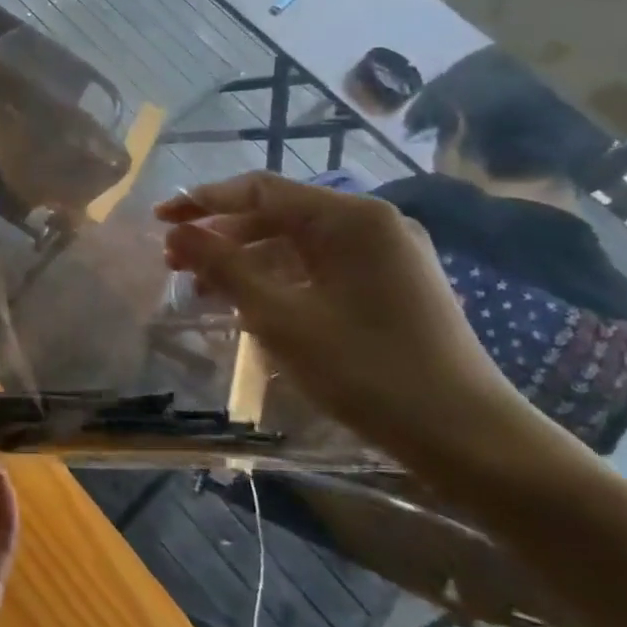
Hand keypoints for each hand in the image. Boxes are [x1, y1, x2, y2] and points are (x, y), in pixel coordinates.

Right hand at [156, 173, 521, 464]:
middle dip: (222, 235)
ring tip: (204, 288)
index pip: (259, 190)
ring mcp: (387, 254)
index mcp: (350, 217)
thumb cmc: (364, 369)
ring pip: (298, 242)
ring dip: (247, 259)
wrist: (467, 436)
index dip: (202, 201)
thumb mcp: (279, 316)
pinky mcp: (393, 284)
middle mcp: (372, 223)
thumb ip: (223, 266)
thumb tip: (177, 231)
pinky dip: (280, 278)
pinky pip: (321, 266)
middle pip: (278, 213)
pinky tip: (251, 303)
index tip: (159, 219)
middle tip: (176, 263)